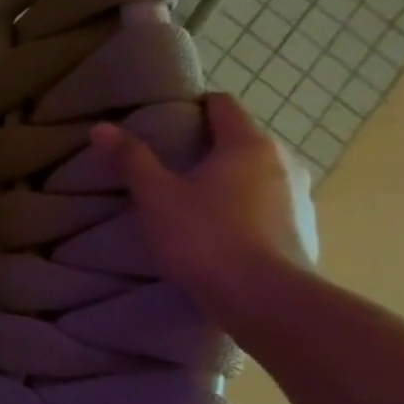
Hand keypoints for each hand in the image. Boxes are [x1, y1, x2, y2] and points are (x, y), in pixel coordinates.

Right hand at [90, 92, 318, 328]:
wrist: (264, 299)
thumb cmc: (204, 235)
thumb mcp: (154, 195)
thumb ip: (130, 158)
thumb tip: (102, 127)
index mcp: (249, 145)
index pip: (222, 104)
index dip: (190, 106)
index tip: (159, 119)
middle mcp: (284, 162)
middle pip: (239, 138)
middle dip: (204, 145)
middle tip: (164, 162)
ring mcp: (299, 197)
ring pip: (253, 173)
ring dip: (224, 178)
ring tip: (186, 198)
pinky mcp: (301, 229)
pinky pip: (265, 203)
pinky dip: (240, 205)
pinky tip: (213, 228)